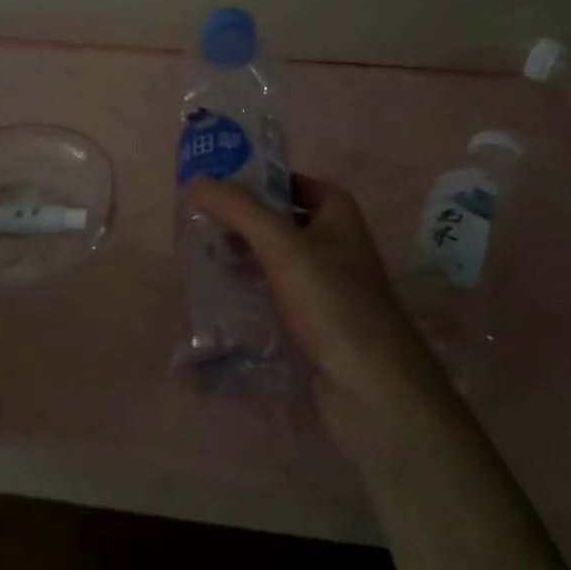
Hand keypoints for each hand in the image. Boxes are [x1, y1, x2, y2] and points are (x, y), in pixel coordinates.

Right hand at [189, 174, 447, 458]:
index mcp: (340, 218)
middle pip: (285, 223)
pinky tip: (221, 299)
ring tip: (202, 258)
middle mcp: (337, 248)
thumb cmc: (333, 303)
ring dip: (245, 258)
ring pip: (278, 262)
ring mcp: (327, 290)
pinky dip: (251, 293)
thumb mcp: (284, 246)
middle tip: (202, 223)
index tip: (222, 187)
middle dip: (245, 222)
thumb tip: (198, 180)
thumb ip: (241, 210)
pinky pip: (277, 297)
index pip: (300, 184)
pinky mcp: (315, 326)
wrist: (372, 389)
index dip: (265, 181)